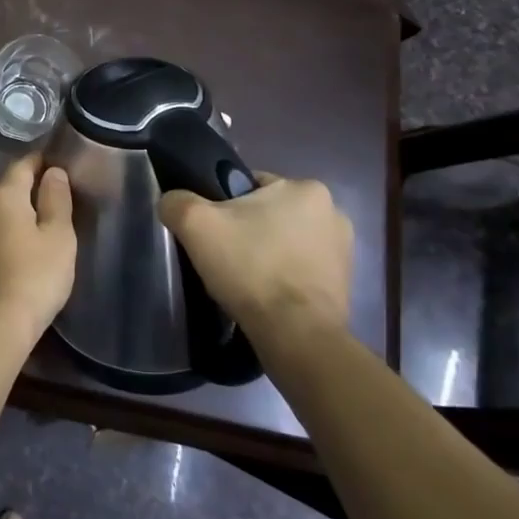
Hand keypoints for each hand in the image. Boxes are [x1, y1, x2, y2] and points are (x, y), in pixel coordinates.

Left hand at [0, 156, 76, 345]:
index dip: (40, 161)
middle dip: (22, 184)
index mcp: (4, 195)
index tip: (55, 161)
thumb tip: (53, 171)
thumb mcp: (58, 237)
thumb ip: (56, 199)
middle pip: (2, 185)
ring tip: (31, 220)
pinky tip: (10, 246)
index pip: (21, 165)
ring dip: (7, 208)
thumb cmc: (34, 277)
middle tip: (47, 193)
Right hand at [159, 172, 351, 356]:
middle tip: (224, 256)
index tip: (213, 232)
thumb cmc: (250, 268)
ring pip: (285, 240)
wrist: (296, 334)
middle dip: (247, 230)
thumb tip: (172, 201)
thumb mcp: (195, 224)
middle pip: (269, 213)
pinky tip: (266, 295)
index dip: (223, 206)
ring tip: (244, 280)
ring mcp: (344, 249)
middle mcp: (333, 211)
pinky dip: (284, 276)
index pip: (250, 185)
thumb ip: (177, 202)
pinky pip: (301, 268)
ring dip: (267, 252)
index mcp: (305, 187)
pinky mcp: (345, 282)